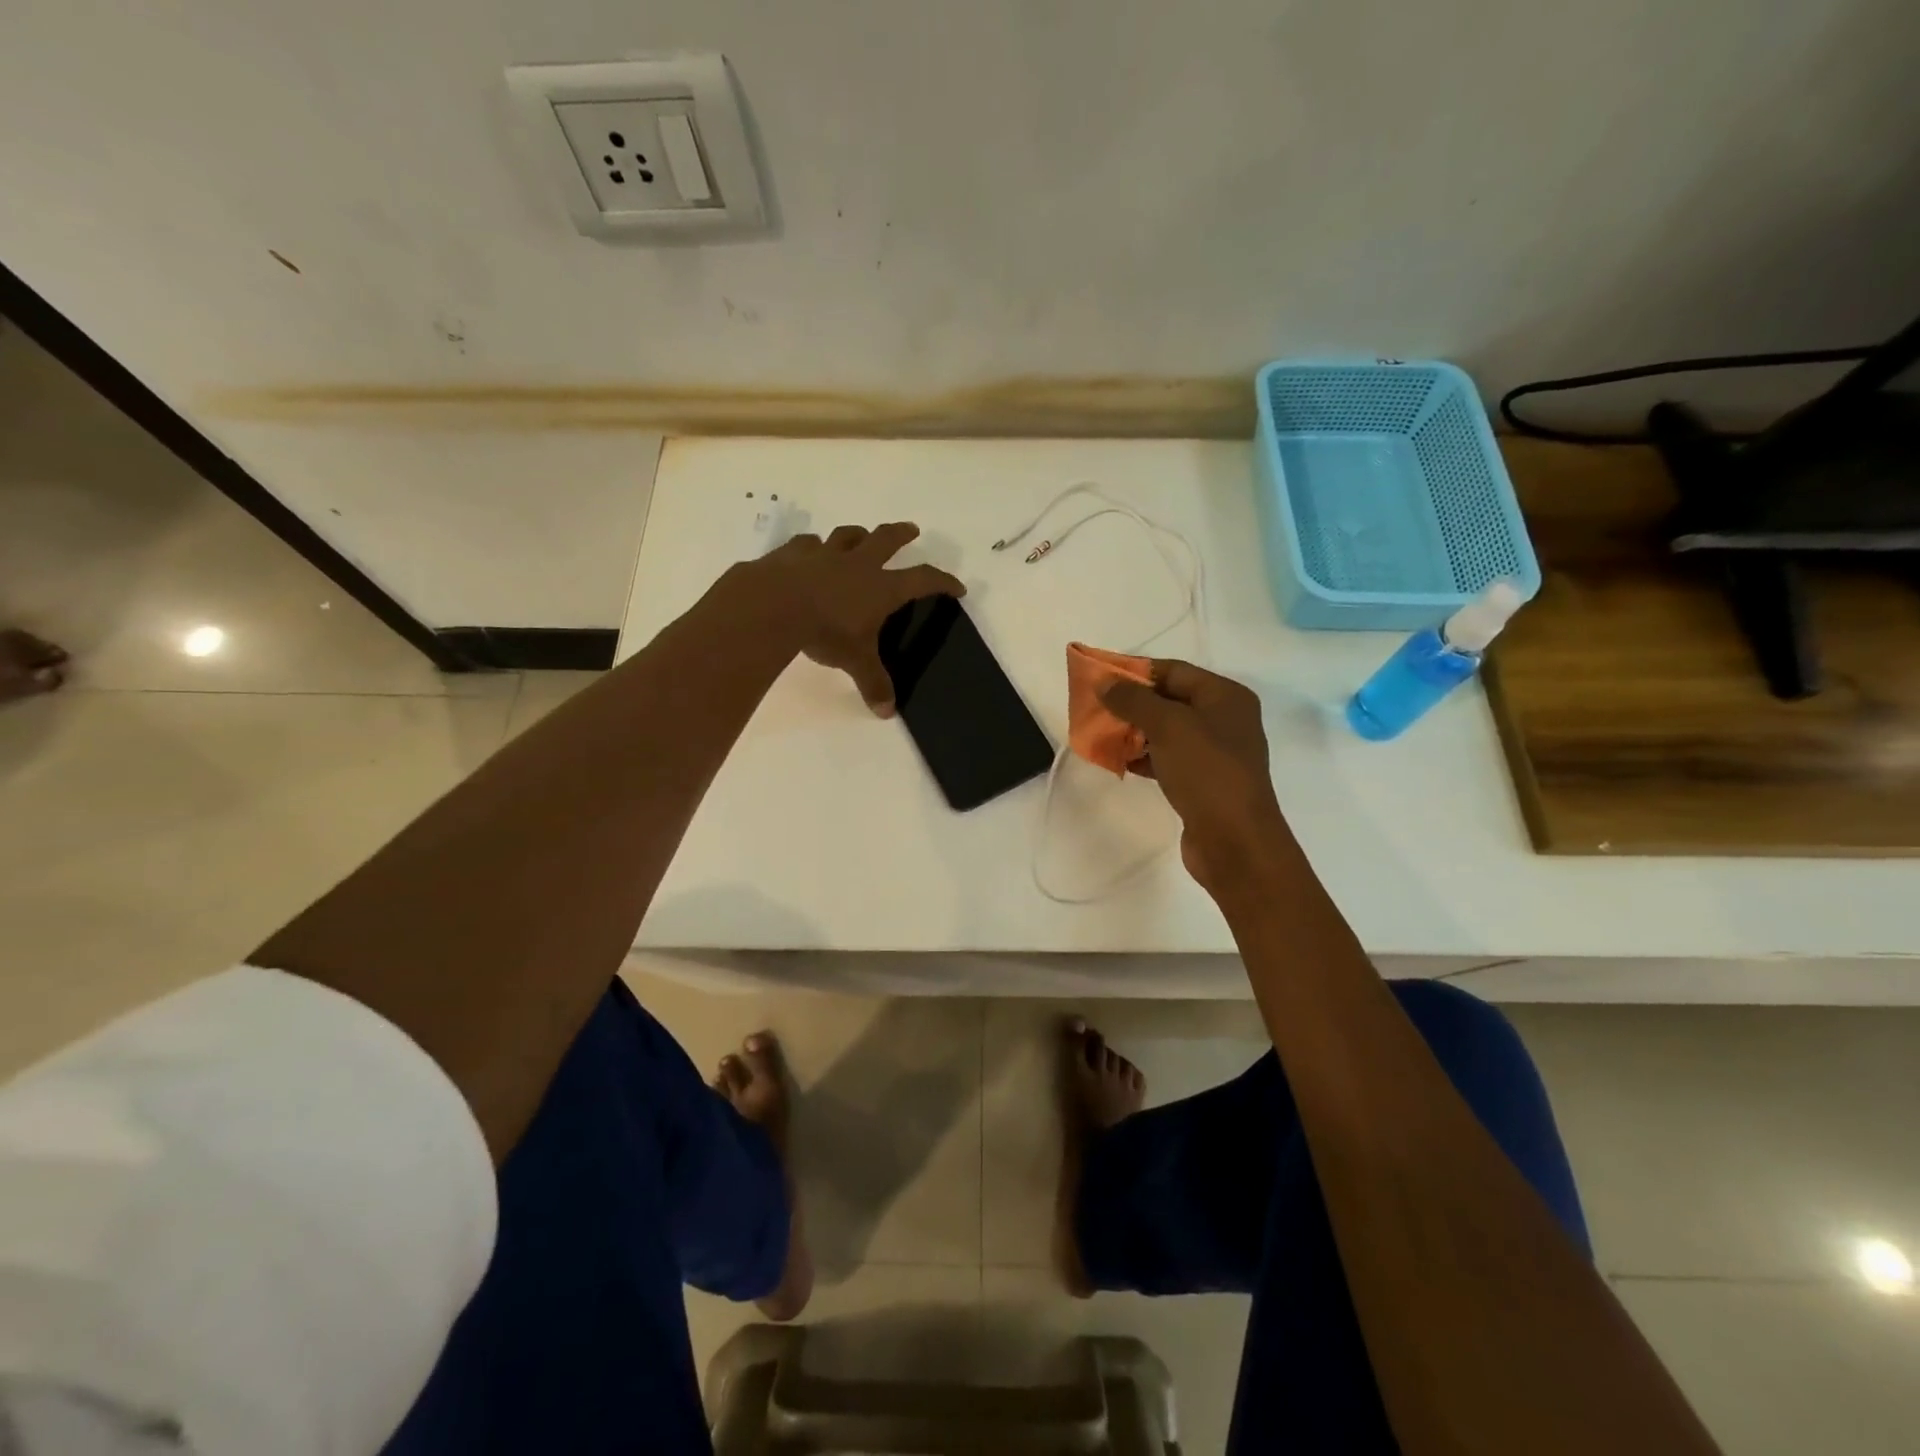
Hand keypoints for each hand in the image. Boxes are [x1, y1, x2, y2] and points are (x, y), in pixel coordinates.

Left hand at [754, 522, 963, 716]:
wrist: (773, 605)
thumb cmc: (825, 631)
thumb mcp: (855, 661)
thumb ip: (873, 683)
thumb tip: (887, 712)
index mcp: (881, 587)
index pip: (922, 579)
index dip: (942, 582)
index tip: (957, 586)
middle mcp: (857, 564)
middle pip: (886, 539)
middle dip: (901, 534)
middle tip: (912, 529)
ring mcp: (824, 554)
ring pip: (847, 535)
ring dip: (857, 535)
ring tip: (860, 536)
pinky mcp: (792, 553)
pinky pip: (807, 543)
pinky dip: (812, 546)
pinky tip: (809, 551)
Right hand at [1101, 660, 1293, 892]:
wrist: (1235, 842)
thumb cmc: (1206, 772)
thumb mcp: (1168, 726)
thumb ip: (1133, 699)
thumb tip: (1103, 681)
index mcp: (1226, 696)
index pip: (1174, 670)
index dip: (1135, 671)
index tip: (1099, 678)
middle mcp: (1225, 719)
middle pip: (1169, 700)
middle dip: (1131, 703)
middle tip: (1095, 709)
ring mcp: (1215, 753)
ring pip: (1167, 731)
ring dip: (1134, 731)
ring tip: (1100, 735)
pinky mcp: (1204, 781)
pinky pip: (1168, 758)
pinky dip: (1144, 757)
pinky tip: (1119, 762)